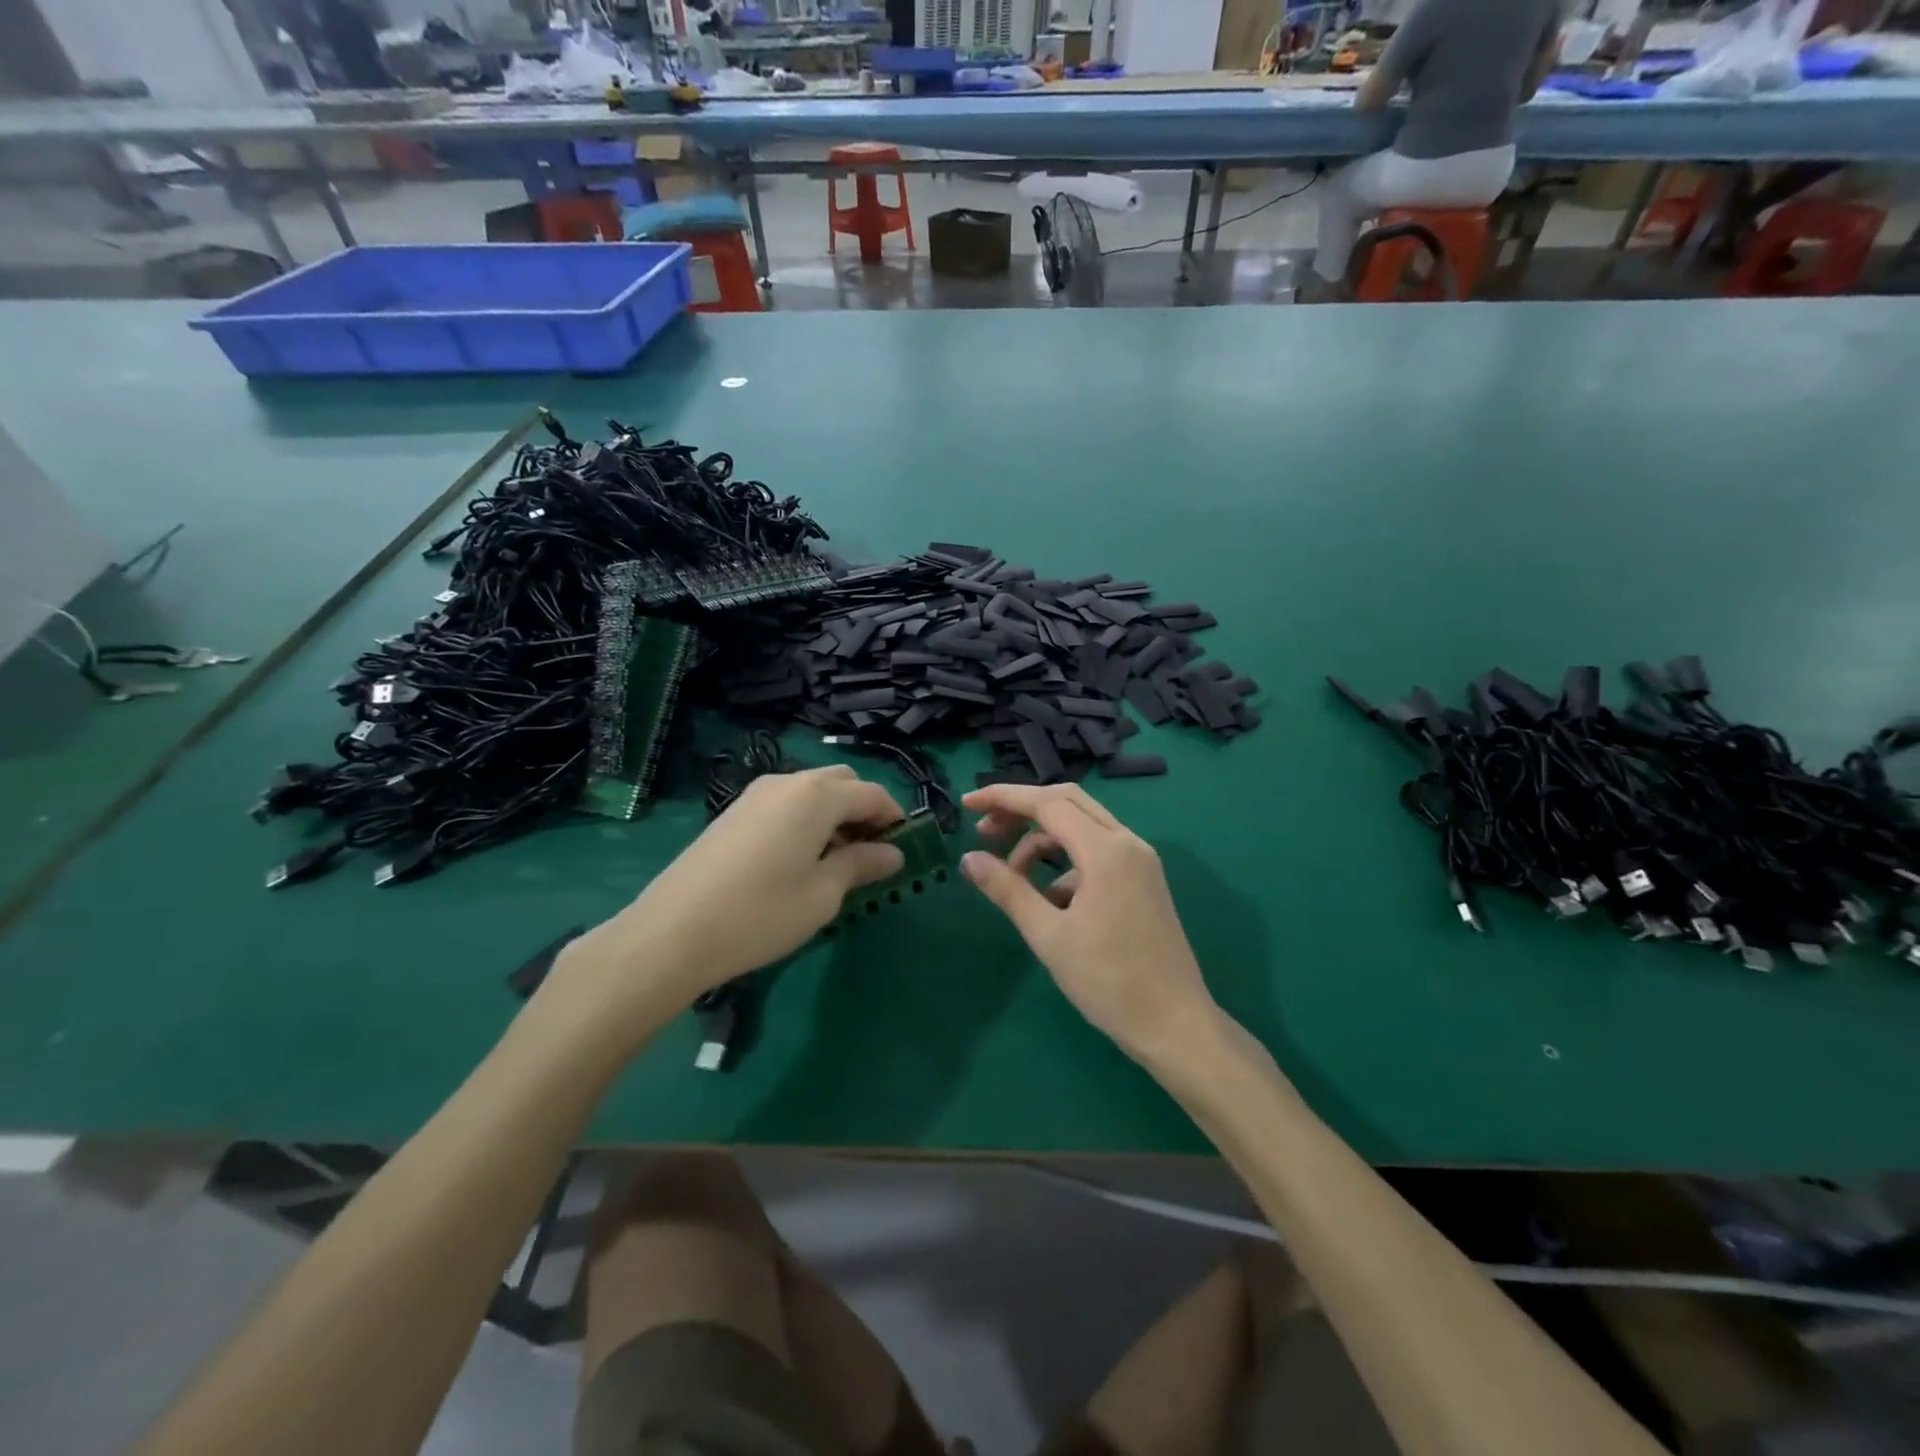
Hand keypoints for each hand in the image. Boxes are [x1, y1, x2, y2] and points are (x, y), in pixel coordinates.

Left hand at [568, 767, 906, 1012]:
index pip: (873, 794)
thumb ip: (862, 864)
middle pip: (842, 783)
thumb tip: (893, 853)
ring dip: (835, 815)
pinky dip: (806, 820)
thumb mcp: (823, 894)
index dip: (896, 819)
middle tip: (871, 854)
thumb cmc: (762, 913)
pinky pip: (786, 804)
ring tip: (836, 862)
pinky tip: (800, 860)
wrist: (673, 932)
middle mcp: (788, 782)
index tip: (905, 851)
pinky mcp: (734, 812)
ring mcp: (756, 794)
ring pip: (812, 791)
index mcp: (817, 795)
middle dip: (864, 811)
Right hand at [960, 783, 1217, 1061]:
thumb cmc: (1108, 981)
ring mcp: (1139, 861)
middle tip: (984, 830)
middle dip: (1022, 811)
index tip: (967, 803)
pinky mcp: (1143, 879)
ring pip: (1082, 827)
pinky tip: (1049, 901)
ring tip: (1011, 876)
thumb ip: (1007, 890)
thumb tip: (970, 859)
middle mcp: (1127, 843)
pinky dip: (1066, 864)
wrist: (1174, 1025)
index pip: (1047, 803)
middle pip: (1067, 803)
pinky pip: (1097, 853)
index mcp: (1106, 851)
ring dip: (1042, 841)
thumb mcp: (1048, 935)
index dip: (1003, 798)